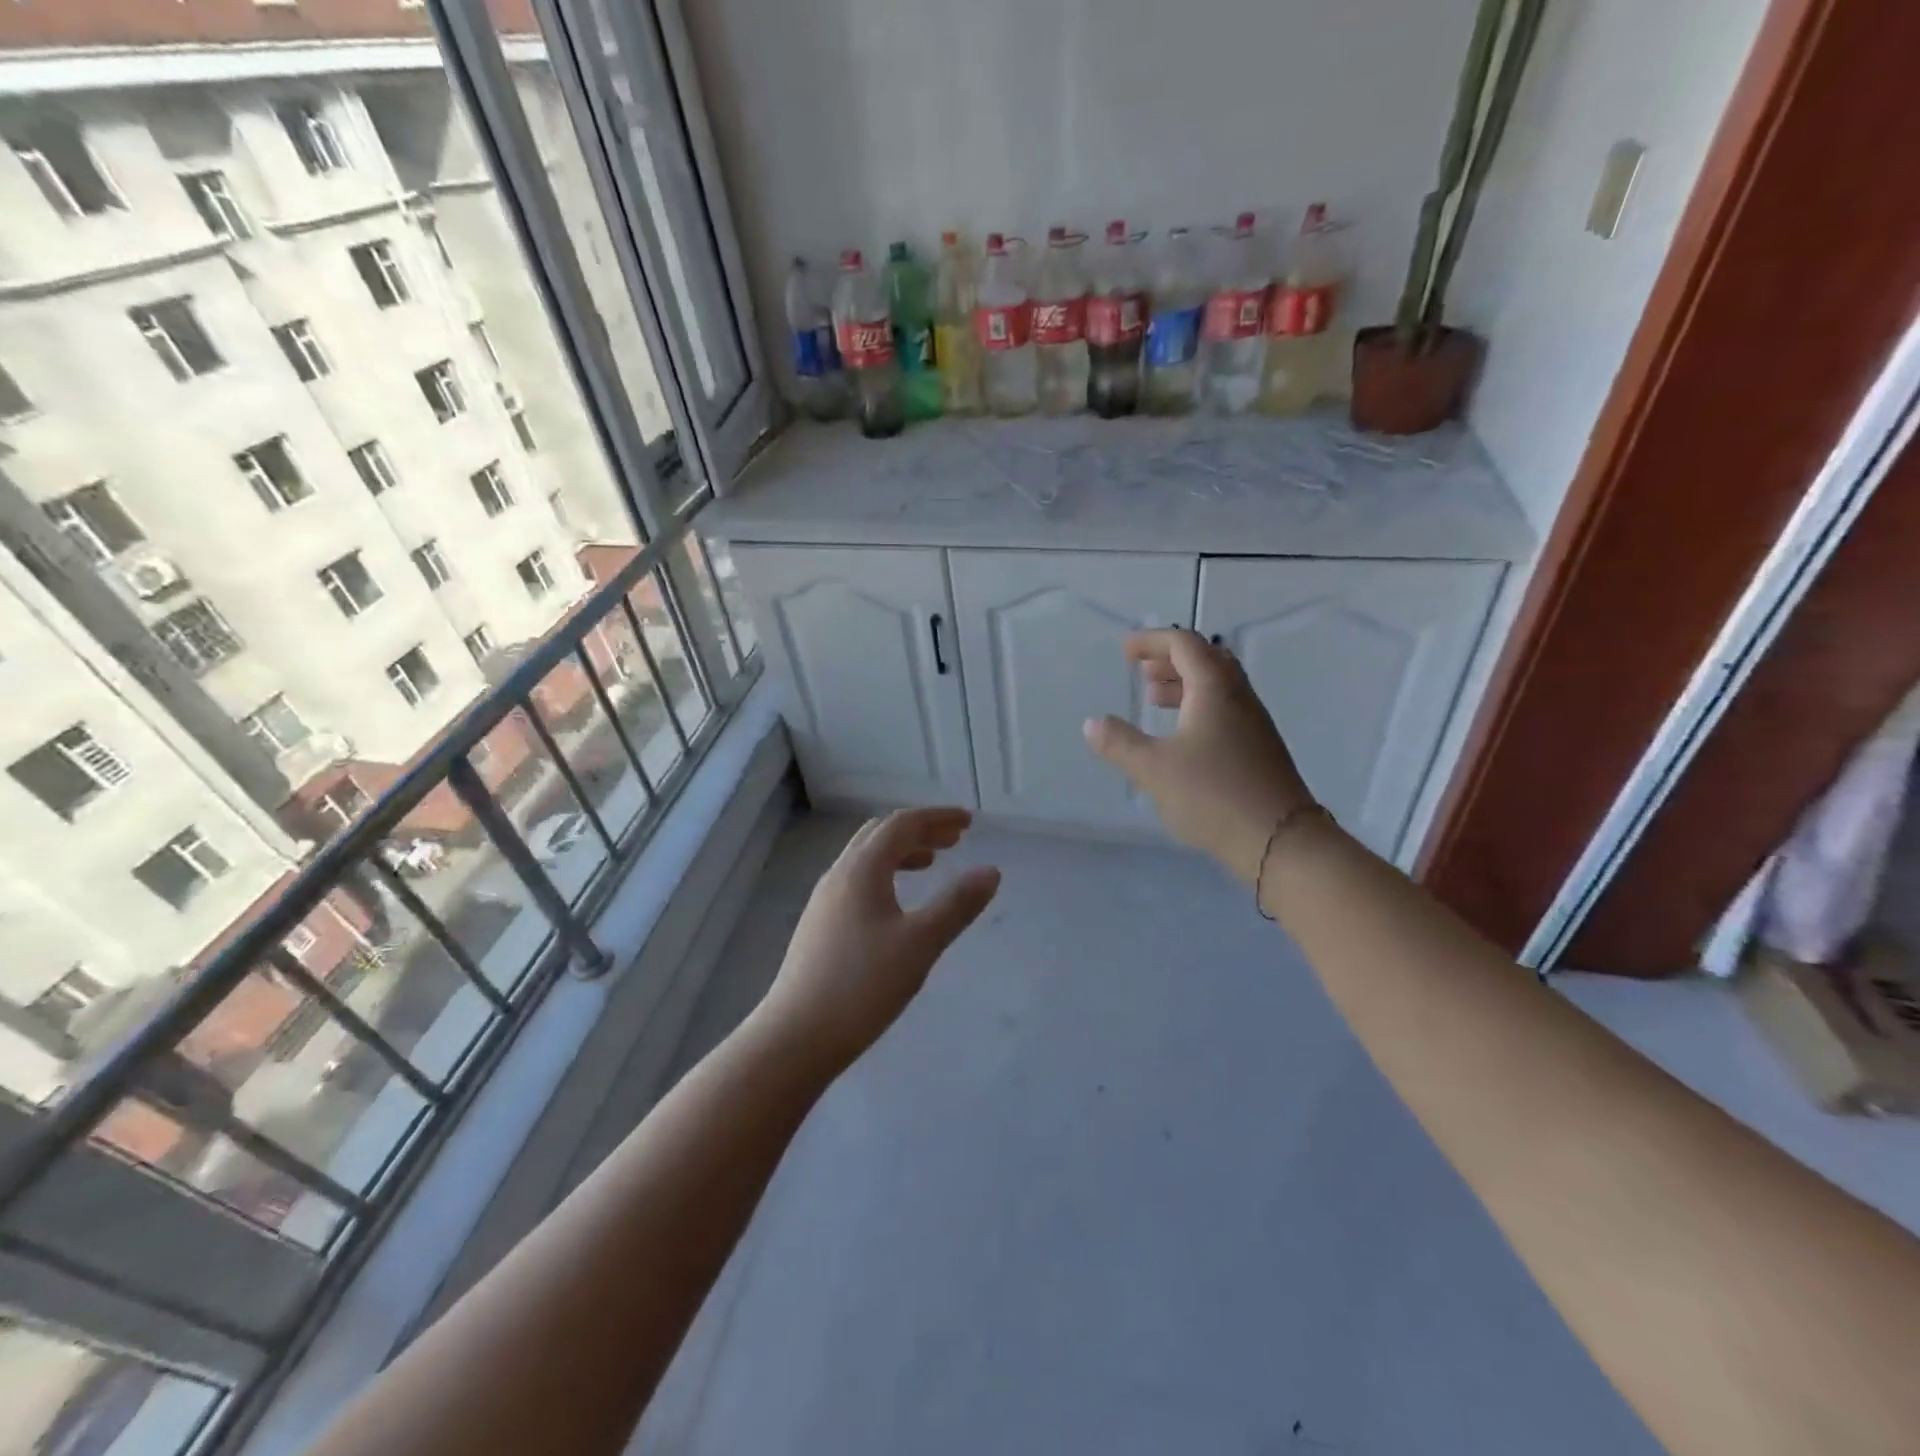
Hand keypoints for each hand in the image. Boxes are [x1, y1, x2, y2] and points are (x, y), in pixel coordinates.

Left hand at [756, 807, 1000, 1072]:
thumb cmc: (862, 986)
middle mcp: (839, 875)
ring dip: (901, 852)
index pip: (902, 825)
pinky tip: (897, 904)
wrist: (795, 1038)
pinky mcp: (819, 925)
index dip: (937, 818)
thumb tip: (990, 871)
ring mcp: (824, 900)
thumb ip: (957, 904)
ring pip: (866, 859)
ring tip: (931, 865)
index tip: (969, 822)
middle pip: (881, 835)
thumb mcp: (920, 944)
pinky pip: (857, 881)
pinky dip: (885, 875)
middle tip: (954, 840)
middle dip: (920, 831)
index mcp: (862, 869)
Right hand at [1083, 628, 1314, 884]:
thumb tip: (1092, 723)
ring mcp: (1254, 723)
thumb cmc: (1212, 795)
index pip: (1184, 644)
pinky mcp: (1259, 749)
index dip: (1152, 641)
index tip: (1125, 653)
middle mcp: (1239, 697)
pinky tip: (1181, 738)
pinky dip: (1197, 708)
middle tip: (1141, 674)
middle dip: (1170, 661)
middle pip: (1206, 660)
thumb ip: (1120, 743)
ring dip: (1184, 685)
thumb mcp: (1154, 769)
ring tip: (1154, 701)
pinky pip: (1225, 710)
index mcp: (1214, 689)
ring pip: (1217, 687)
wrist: (1280, 840)